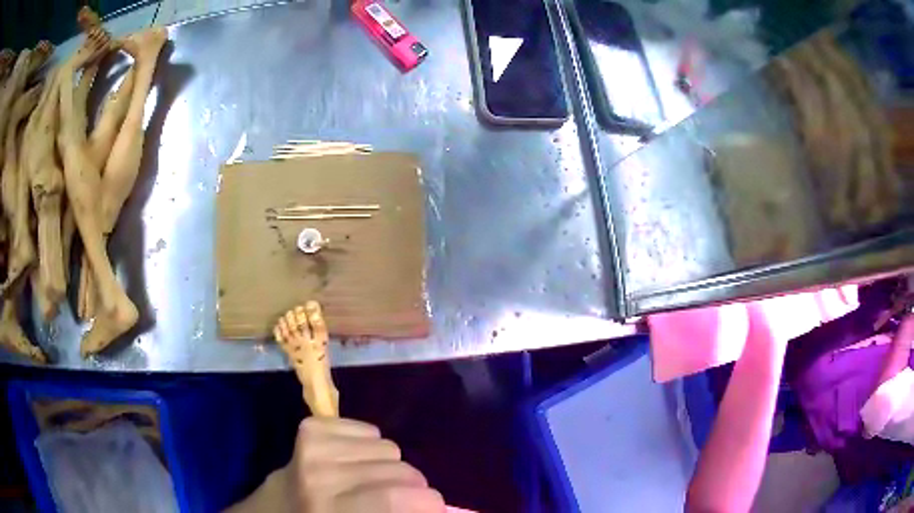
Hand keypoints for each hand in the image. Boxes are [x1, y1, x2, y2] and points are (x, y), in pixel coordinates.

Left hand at [286, 417, 444, 512]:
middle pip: (400, 470)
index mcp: (331, 509)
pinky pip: (370, 430)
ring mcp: (313, 446)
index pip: (395, 497)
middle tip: (400, 501)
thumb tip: (439, 508)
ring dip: (390, 468)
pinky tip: (355, 464)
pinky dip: (371, 449)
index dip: (428, 503)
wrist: (276, 508)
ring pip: (389, 448)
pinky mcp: (311, 427)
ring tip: (370, 483)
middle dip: (413, 488)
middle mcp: (320, 475)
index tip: (434, 509)